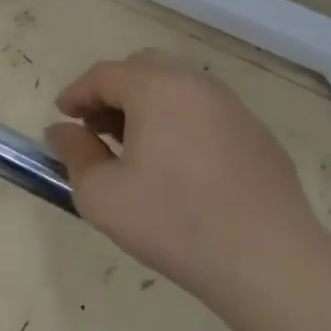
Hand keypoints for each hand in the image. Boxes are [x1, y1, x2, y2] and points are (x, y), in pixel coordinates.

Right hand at [46, 50, 324, 296]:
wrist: (269, 262)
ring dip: (147, 104)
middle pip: (144, 68)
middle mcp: (196, 86)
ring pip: (178, 87)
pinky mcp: (258, 136)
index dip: (76, 93)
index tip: (61, 117)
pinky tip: (176, 165)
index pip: (104, 75)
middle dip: (113, 91)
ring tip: (134, 147)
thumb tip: (62, 131)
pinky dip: (179, 121)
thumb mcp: (101, 194)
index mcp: (157, 90)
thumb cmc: (173, 222)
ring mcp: (233, 109)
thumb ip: (75, 153)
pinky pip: (205, 112)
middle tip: (96, 127)